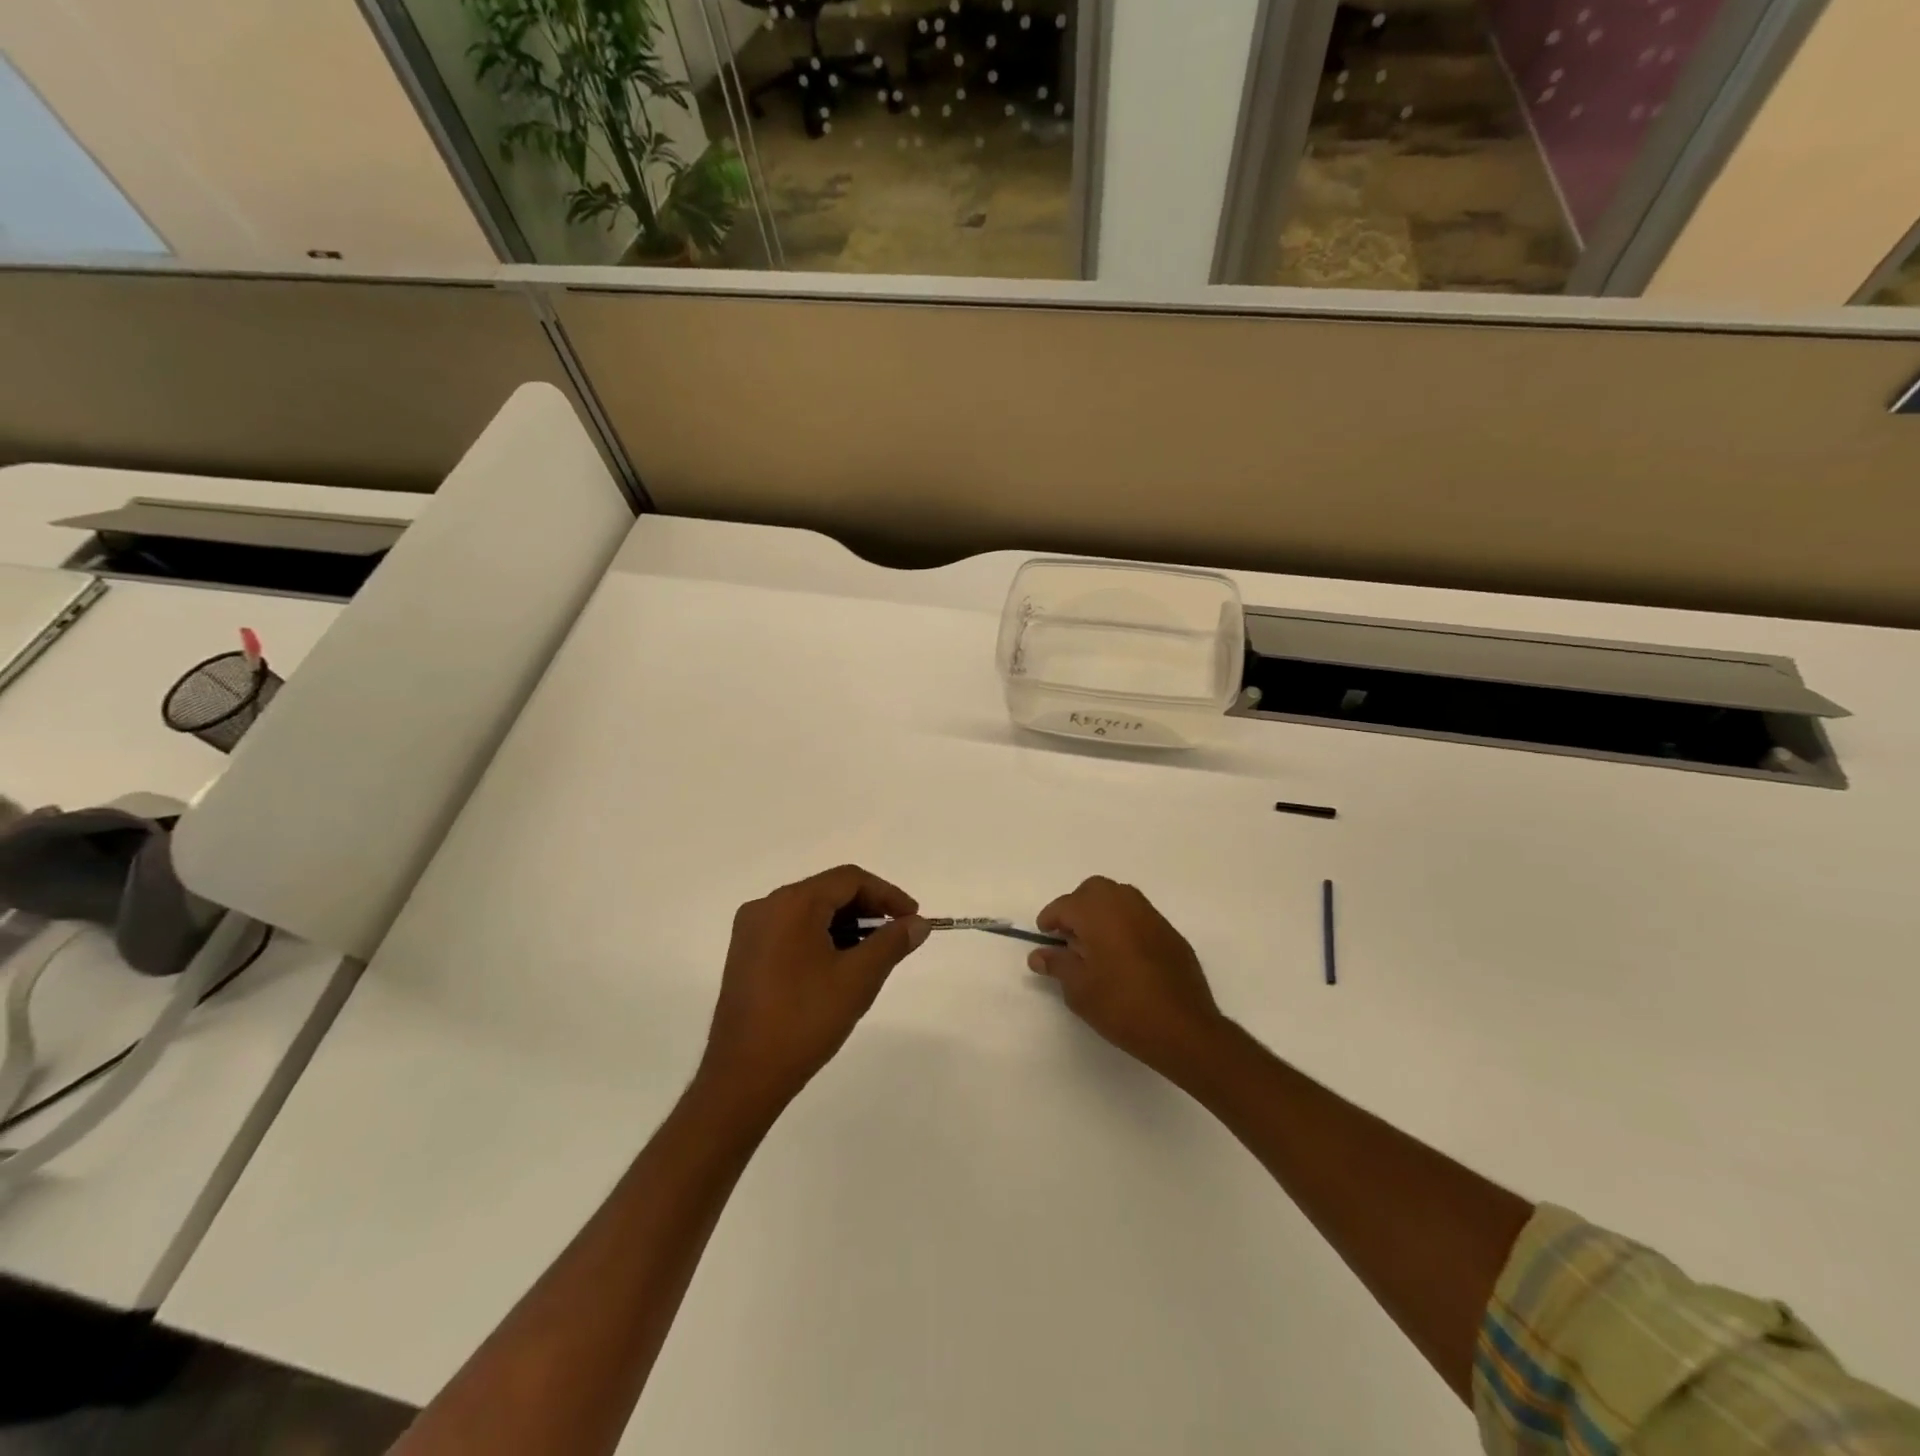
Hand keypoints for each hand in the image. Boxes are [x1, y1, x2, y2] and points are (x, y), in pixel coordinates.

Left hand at [698, 865, 929, 1117]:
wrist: (743, 1077)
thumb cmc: (805, 1020)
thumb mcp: (858, 979)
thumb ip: (892, 942)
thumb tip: (918, 923)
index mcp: (791, 904)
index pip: (849, 880)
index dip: (887, 894)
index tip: (914, 919)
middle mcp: (766, 907)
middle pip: (828, 892)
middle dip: (868, 910)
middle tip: (897, 936)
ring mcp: (751, 932)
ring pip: (810, 912)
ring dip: (846, 925)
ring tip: (874, 955)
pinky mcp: (745, 956)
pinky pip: (791, 931)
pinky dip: (821, 939)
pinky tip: (840, 966)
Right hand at [1030, 877, 1225, 1078]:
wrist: (1183, 1028)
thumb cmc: (1121, 1006)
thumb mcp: (1079, 989)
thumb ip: (1058, 965)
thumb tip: (1039, 954)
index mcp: (1098, 912)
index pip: (1065, 905)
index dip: (1050, 919)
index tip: (1044, 937)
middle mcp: (1125, 904)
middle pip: (1094, 890)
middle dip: (1077, 907)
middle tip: (1069, 936)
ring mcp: (1152, 917)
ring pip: (1120, 898)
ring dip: (1102, 912)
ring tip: (1095, 945)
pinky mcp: (1171, 934)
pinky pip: (1139, 917)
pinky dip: (1125, 925)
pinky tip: (1123, 956)